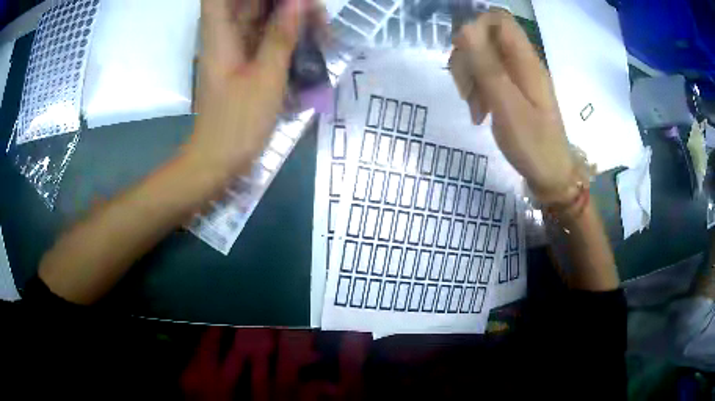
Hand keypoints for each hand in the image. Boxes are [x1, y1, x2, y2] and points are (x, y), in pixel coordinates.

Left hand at [187, 0, 310, 178]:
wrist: (218, 160)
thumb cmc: (237, 123)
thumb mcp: (265, 78)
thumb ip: (281, 36)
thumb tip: (298, 2)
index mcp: (220, 35)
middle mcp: (224, 36)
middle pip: (247, 2)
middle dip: (282, 1)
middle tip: (312, 9)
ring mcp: (234, 50)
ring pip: (259, 17)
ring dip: (288, 16)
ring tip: (318, 25)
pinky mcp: (243, 63)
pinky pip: (264, 37)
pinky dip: (285, 34)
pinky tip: (308, 40)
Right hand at [450, 11, 575, 201]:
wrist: (551, 176)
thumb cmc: (533, 145)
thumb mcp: (507, 106)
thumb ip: (487, 66)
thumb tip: (464, 28)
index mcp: (526, 60)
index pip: (498, 19)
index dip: (476, 27)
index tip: (464, 54)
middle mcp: (522, 62)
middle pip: (485, 37)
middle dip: (467, 58)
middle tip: (465, 90)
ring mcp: (518, 77)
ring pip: (483, 57)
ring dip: (470, 77)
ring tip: (473, 108)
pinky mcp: (514, 90)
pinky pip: (488, 76)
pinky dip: (478, 89)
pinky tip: (479, 111)